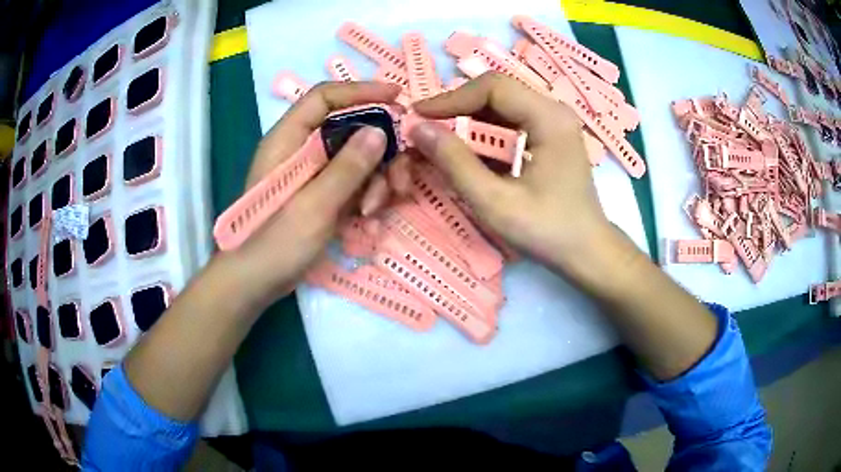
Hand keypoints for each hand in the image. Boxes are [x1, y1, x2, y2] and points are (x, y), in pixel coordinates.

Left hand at [221, 81, 408, 308]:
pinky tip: (370, 219)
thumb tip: (380, 131)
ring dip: (376, 180)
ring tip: (377, 210)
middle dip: (379, 150)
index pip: (325, 98)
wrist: (253, 283)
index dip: (361, 91)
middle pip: (349, 129)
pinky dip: (366, 196)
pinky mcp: (319, 195)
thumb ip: (348, 167)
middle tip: (401, 175)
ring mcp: (311, 174)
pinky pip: (352, 183)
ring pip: (355, 159)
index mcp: (288, 140)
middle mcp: (300, 150)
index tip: (397, 97)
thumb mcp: (314, 206)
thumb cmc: (274, 244)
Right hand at [409, 72, 615, 279]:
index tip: (419, 117)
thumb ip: (455, 163)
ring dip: (469, 119)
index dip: (451, 98)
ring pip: (502, 106)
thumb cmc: (547, 231)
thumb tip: (418, 129)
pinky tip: (469, 150)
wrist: (588, 252)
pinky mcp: (552, 136)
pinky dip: (486, 132)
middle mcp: (554, 111)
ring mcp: (555, 122)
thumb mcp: (495, 202)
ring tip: (441, 139)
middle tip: (427, 128)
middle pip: (497, 92)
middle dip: (458, 107)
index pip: (493, 87)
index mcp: (549, 118)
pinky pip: (512, 122)